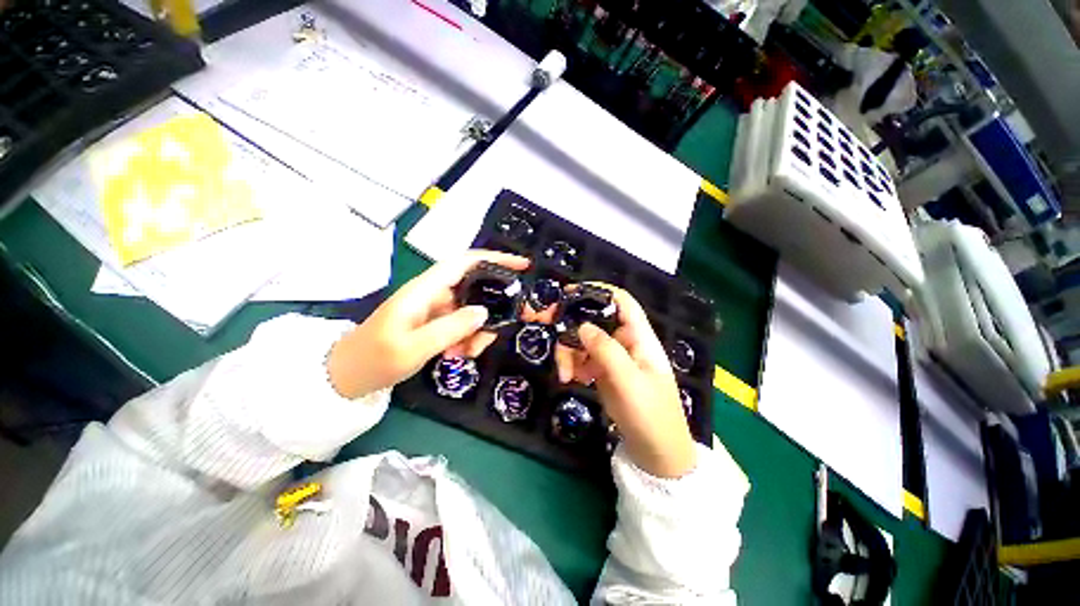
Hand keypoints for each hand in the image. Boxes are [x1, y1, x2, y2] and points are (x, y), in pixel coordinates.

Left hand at [326, 250, 529, 399]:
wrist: (347, 376)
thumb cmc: (374, 359)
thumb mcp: (413, 348)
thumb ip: (451, 328)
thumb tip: (484, 312)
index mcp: (425, 289)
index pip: (466, 262)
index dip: (495, 259)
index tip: (522, 266)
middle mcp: (434, 293)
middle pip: (476, 288)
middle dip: (491, 309)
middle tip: (497, 332)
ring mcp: (435, 308)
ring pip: (472, 310)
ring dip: (478, 331)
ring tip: (467, 353)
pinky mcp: (436, 321)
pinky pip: (463, 324)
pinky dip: (468, 339)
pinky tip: (457, 354)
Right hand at [554, 285, 696, 477]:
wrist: (656, 454)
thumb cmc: (650, 415)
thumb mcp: (628, 381)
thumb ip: (606, 350)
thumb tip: (581, 325)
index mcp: (639, 336)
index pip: (621, 301)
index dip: (598, 292)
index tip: (569, 294)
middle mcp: (625, 341)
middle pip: (595, 320)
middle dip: (571, 326)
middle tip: (548, 332)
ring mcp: (613, 357)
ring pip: (584, 341)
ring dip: (569, 352)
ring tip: (565, 375)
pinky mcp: (604, 372)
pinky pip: (583, 359)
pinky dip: (573, 365)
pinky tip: (573, 380)